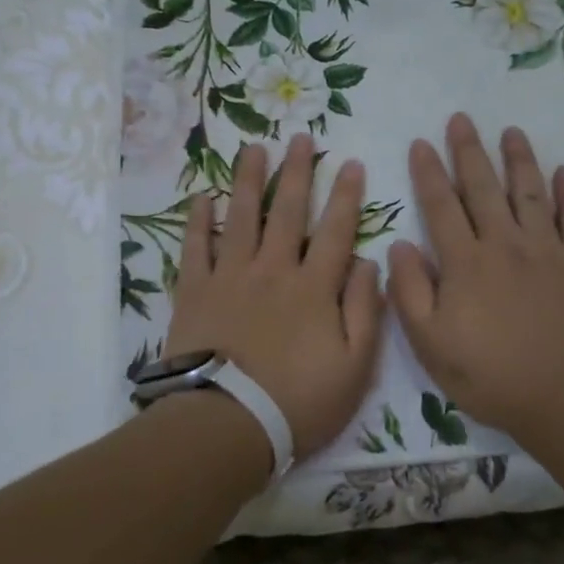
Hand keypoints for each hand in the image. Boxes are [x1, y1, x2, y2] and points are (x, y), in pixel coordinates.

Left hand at [165, 134, 384, 459]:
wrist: (227, 425)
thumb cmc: (298, 402)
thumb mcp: (355, 367)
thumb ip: (365, 311)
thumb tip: (368, 263)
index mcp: (313, 287)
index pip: (335, 230)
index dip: (346, 195)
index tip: (351, 164)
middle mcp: (273, 270)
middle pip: (288, 211)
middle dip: (298, 172)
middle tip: (301, 138)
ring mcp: (230, 277)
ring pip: (241, 216)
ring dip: (249, 180)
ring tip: (254, 148)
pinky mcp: (195, 291)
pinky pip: (195, 247)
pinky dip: (198, 220)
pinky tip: (202, 196)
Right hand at [387, 114, 563, 437]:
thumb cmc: (492, 376)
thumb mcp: (431, 345)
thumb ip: (410, 293)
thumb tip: (398, 245)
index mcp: (465, 263)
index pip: (441, 206)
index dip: (428, 173)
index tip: (420, 142)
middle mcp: (505, 244)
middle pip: (483, 187)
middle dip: (469, 150)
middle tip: (461, 118)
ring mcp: (548, 250)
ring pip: (529, 192)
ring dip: (518, 158)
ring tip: (511, 131)